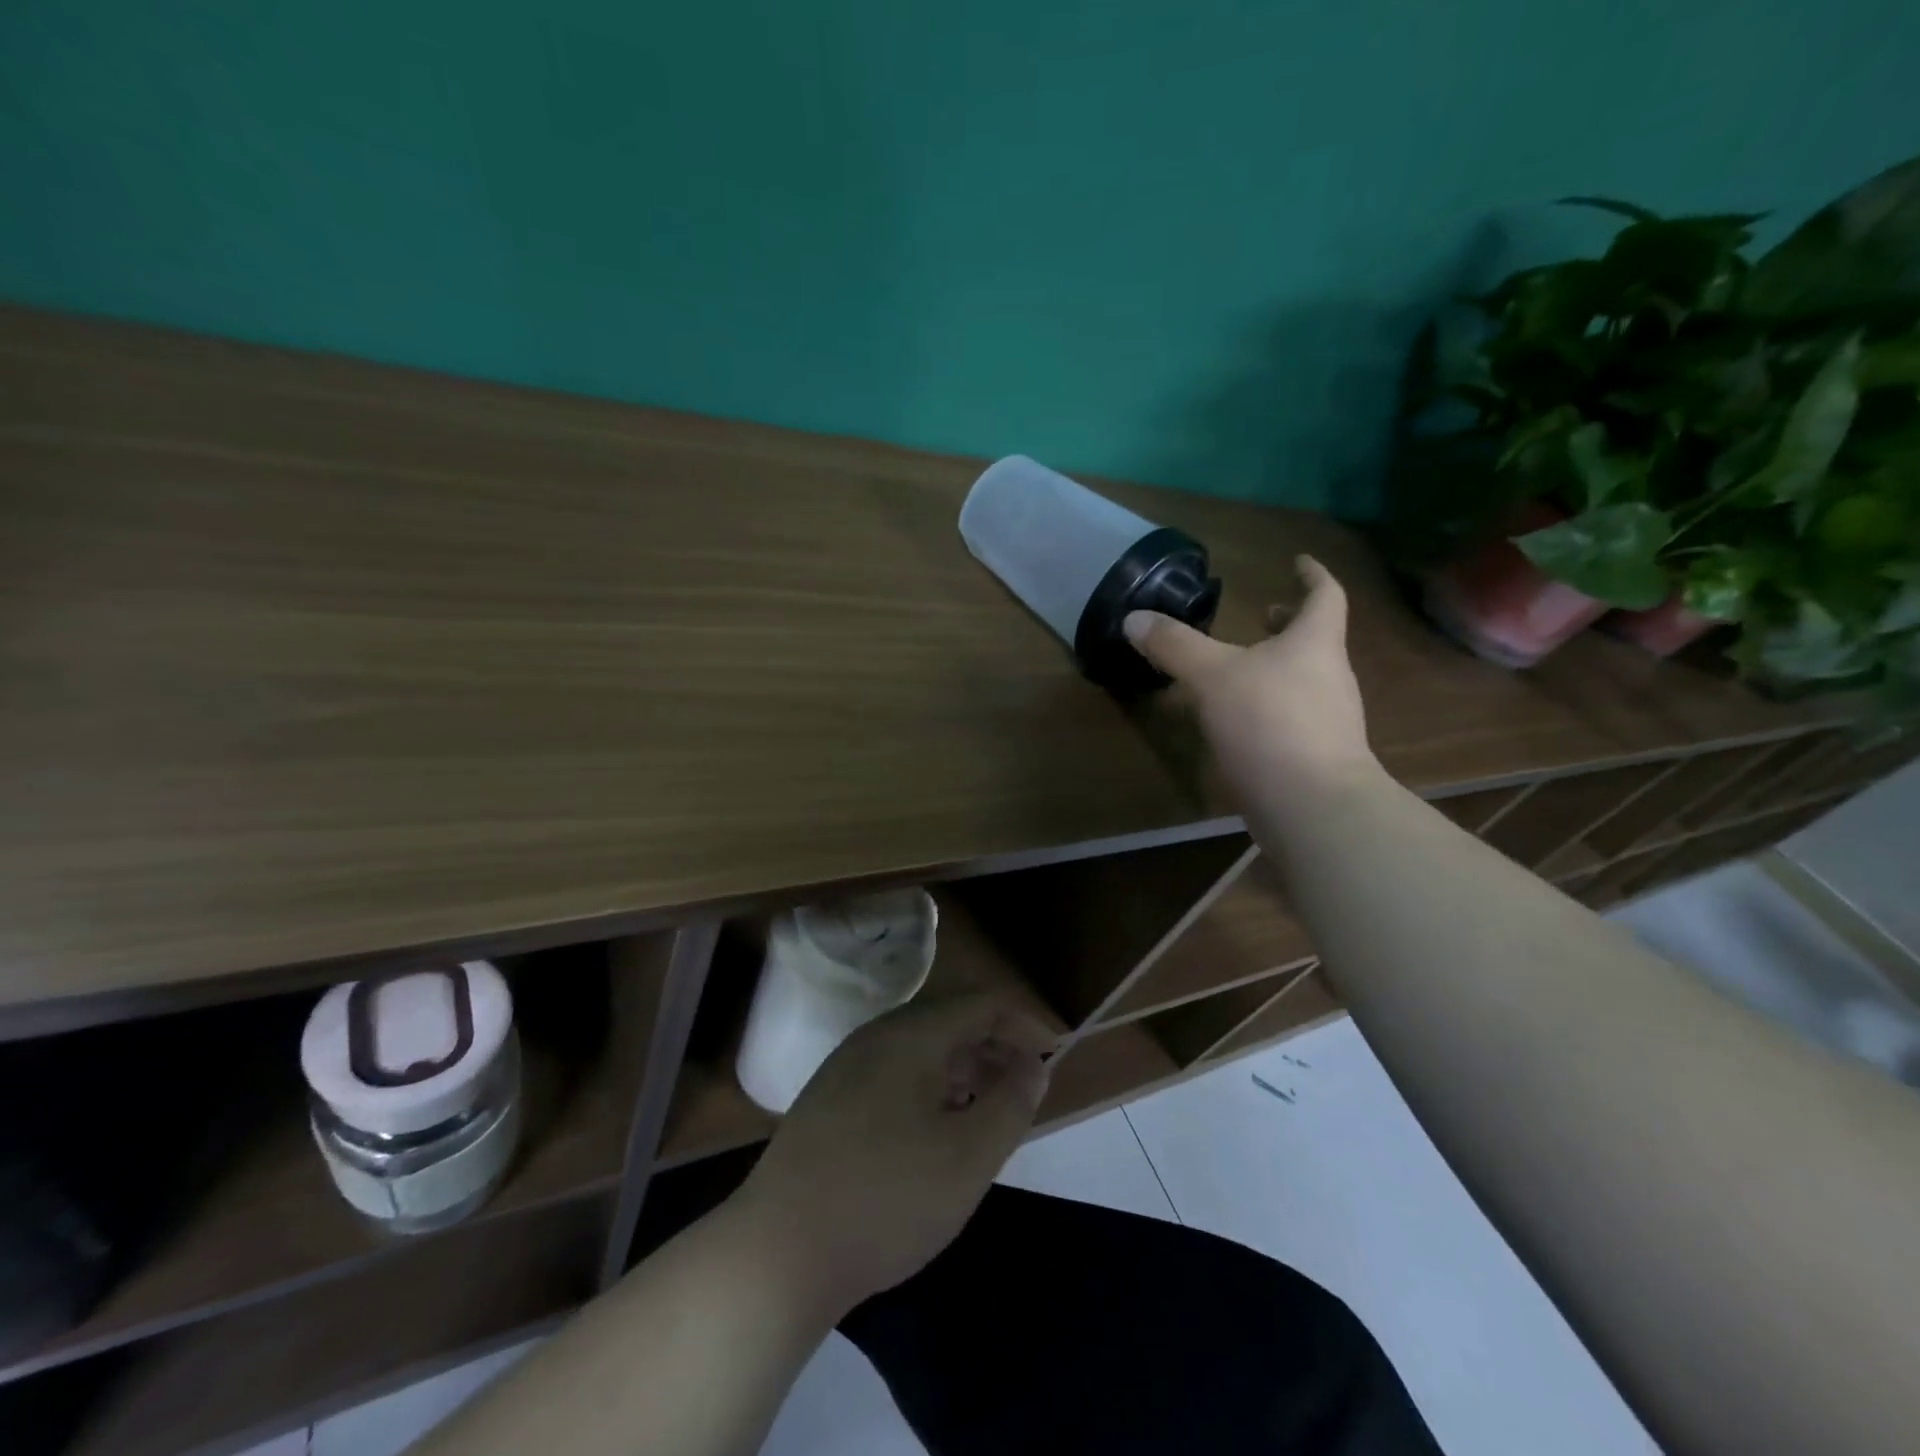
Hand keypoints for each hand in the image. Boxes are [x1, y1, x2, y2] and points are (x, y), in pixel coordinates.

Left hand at [735, 993, 1056, 1314]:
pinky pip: (894, 1072)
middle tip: (1025, 1088)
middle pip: (949, 1021)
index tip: (1052, 1058)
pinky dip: (930, 1087)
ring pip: (920, 1048)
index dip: (1024, 1024)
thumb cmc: (887, 1198)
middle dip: (995, 1047)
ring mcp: (846, 1066)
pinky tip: (936, 1131)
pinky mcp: (829, 1098)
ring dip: (963, 1069)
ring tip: (988, 1111)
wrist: (779, 1251)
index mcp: (911, 1035)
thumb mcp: (968, 1157)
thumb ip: (1011, 1103)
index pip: (981, 1004)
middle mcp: (876, 1036)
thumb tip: (1033, 1065)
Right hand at [1124, 554, 1375, 803]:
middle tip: (1264, 616)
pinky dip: (1269, 706)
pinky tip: (1238, 721)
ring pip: (1303, 680)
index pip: (1325, 595)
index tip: (1298, 561)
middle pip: (1315, 640)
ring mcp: (1328, 720)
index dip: (1312, 574)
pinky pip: (1292, 717)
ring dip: (1276, 667)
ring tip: (1239, 669)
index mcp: (1314, 644)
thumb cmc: (1269, 723)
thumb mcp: (1212, 677)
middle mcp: (1329, 676)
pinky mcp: (1315, 756)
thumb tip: (1134, 618)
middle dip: (1288, 626)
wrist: (1312, 805)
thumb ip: (1174, 646)